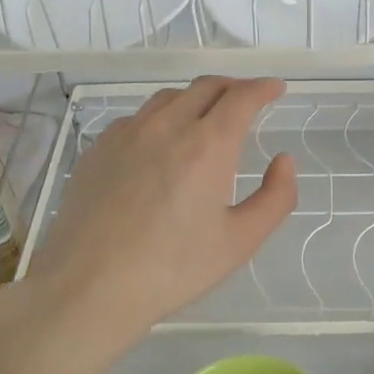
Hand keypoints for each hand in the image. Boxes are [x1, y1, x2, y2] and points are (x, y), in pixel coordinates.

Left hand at [28, 77, 296, 341]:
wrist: (90, 286)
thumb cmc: (173, 268)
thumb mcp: (240, 241)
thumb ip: (276, 197)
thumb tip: (284, 161)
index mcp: (208, 145)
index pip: (242, 97)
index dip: (263, 88)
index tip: (276, 88)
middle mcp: (167, 126)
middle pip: (206, 87)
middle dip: (233, 87)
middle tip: (247, 101)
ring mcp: (127, 133)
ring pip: (169, 97)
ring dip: (196, 98)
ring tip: (205, 117)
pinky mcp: (99, 148)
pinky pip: (137, 117)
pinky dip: (161, 117)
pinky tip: (160, 143)